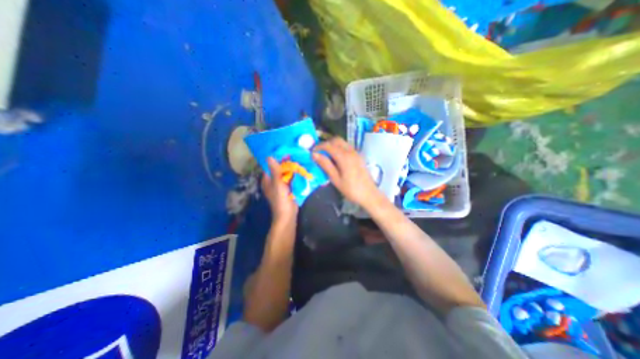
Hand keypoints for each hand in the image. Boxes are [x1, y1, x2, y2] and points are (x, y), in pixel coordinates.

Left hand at [261, 157, 298, 223]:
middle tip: (295, 152)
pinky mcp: (289, 187)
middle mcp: (273, 180)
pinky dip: (295, 174)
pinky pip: (291, 178)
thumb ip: (275, 171)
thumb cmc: (280, 200)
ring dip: (291, 167)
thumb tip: (269, 156)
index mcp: (267, 179)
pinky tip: (301, 168)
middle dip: (286, 162)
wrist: (288, 215)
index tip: (284, 149)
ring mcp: (281, 184)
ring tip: (299, 157)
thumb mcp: (277, 184)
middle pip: (279, 168)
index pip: (270, 165)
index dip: (276, 158)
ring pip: (286, 173)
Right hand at [313, 137, 380, 209]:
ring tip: (326, 156)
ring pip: (342, 142)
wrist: (369, 195)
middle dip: (326, 144)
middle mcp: (351, 151)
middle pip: (336, 140)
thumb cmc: (351, 189)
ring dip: (333, 145)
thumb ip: (325, 165)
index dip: (319, 147)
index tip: (312, 152)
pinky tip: (336, 159)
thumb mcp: (335, 179)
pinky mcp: (359, 156)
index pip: (329, 145)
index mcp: (344, 157)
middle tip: (319, 153)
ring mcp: (356, 153)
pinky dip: (339, 148)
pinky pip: (347, 147)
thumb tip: (314, 154)